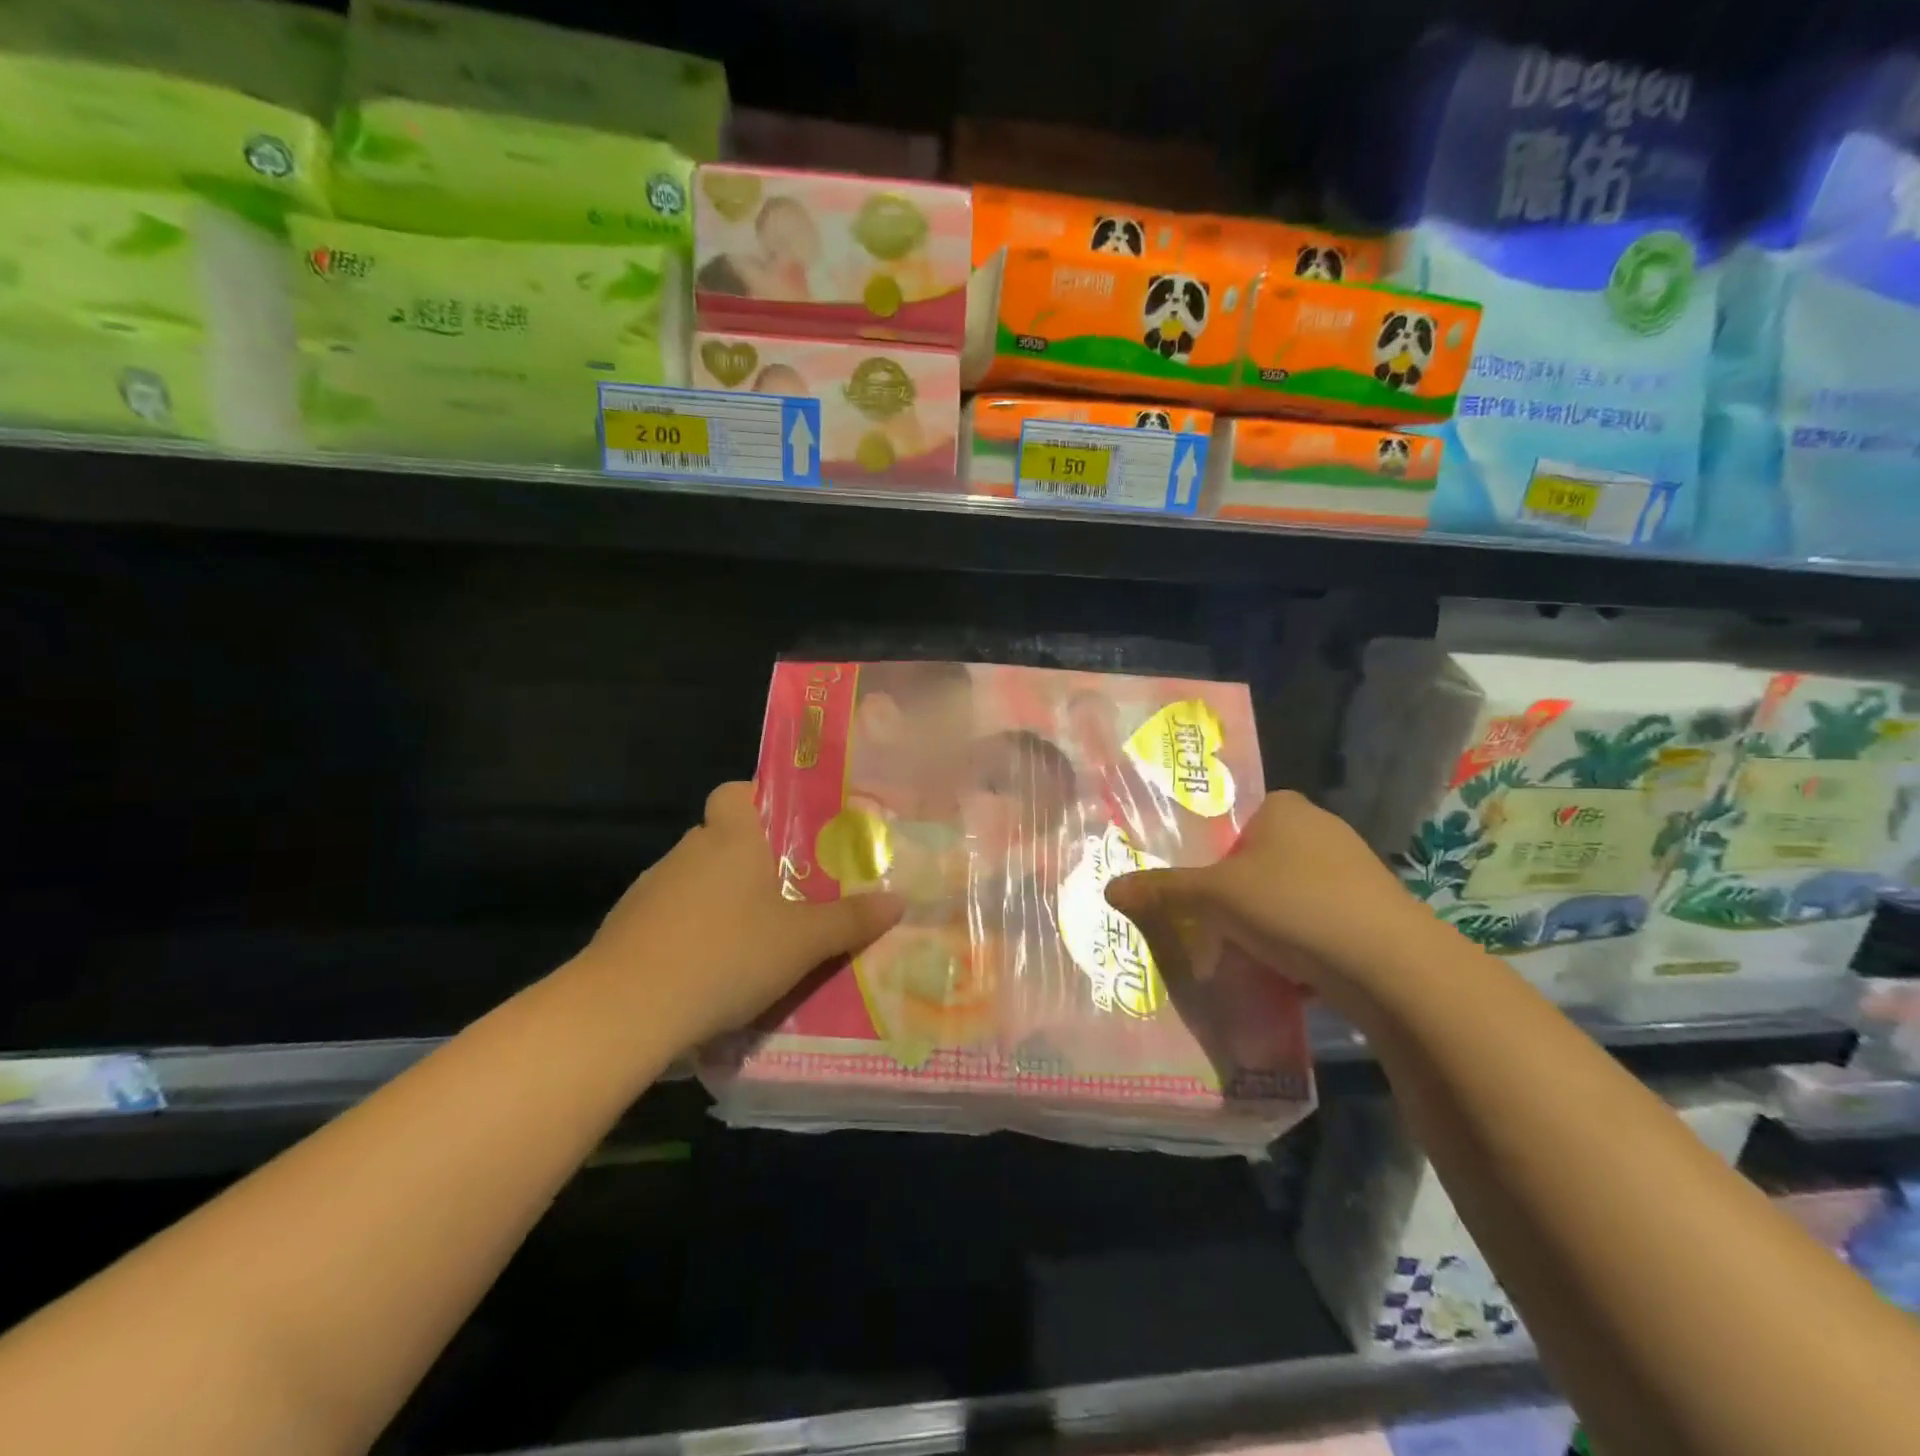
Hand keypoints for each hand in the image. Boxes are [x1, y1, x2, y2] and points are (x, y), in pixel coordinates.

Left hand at [580, 782, 903, 1049]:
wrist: (626, 1009)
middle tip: (789, 890)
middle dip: (752, 858)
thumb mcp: (803, 943)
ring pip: (696, 878)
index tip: (788, 828)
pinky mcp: (626, 926)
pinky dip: (691, 929)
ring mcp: (651, 888)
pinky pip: (671, 914)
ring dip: (721, 897)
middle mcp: (688, 851)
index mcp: (731, 838)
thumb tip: (899, 901)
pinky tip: (710, 967)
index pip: (736, 792)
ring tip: (754, 936)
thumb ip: (851, 920)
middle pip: (721, 837)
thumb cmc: (727, 954)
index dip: (759, 799)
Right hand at [1103, 790, 1428, 1013]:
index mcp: (1284, 808)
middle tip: (1211, 927)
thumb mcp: (1215, 899)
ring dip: (1266, 923)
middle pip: (1257, 861)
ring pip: (1288, 894)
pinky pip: (1318, 921)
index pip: (1232, 822)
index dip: (1209, 857)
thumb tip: (1109, 888)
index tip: (1195, 893)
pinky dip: (1300, 943)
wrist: (1395, 967)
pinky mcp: (1375, 910)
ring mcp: (1354, 869)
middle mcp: (1321, 828)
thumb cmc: (1295, 908)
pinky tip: (1288, 973)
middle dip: (1234, 896)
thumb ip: (1163, 891)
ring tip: (1245, 956)